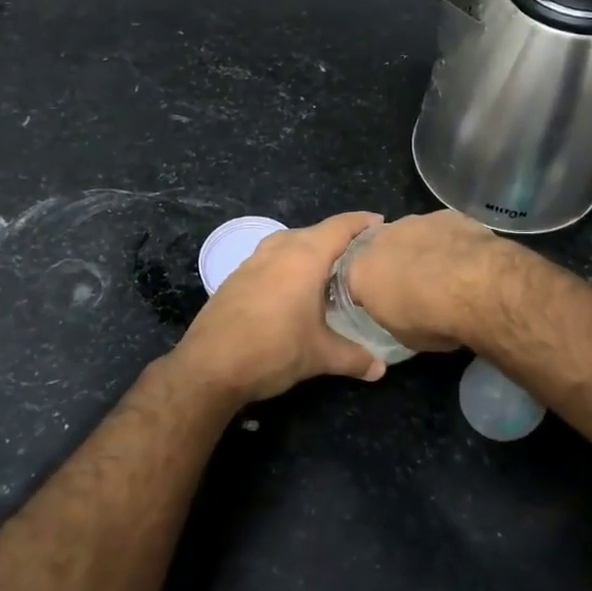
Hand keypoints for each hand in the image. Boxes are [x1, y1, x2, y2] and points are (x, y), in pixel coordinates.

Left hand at [170, 212, 388, 405]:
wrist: (209, 366)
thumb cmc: (273, 350)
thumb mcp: (320, 356)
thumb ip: (354, 358)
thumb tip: (380, 368)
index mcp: (304, 257)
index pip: (340, 227)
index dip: (362, 222)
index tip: (381, 224)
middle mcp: (279, 250)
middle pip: (315, 232)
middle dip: (338, 238)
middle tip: (361, 255)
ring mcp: (253, 262)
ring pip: (289, 243)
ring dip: (309, 250)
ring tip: (329, 270)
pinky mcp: (236, 278)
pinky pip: (270, 259)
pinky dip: (288, 264)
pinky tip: (294, 288)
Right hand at [344, 210, 503, 351]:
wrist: (475, 287)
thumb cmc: (431, 319)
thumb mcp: (402, 335)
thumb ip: (391, 316)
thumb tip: (398, 313)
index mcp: (359, 272)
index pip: (354, 281)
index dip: (370, 292)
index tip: (385, 304)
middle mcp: (380, 239)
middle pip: (381, 251)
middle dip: (394, 265)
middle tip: (415, 287)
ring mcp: (413, 221)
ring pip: (411, 236)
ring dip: (422, 251)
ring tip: (445, 275)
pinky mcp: (445, 214)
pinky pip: (441, 229)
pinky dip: (448, 242)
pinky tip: (467, 261)